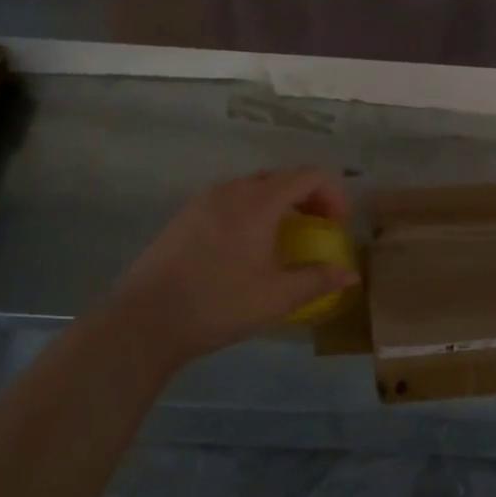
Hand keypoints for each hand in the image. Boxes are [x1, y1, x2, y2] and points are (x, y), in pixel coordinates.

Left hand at [109, 168, 355, 372]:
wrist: (145, 321)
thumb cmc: (218, 304)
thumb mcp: (277, 297)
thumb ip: (318, 280)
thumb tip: (350, 276)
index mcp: (260, 201)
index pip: (309, 175)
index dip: (333, 194)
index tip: (338, 225)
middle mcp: (233, 189)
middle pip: (282, 177)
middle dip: (308, 198)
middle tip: (318, 229)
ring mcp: (204, 200)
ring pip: (253, 188)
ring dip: (278, 204)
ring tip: (283, 238)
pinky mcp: (184, 216)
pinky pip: (229, 200)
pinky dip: (250, 211)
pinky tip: (245, 247)